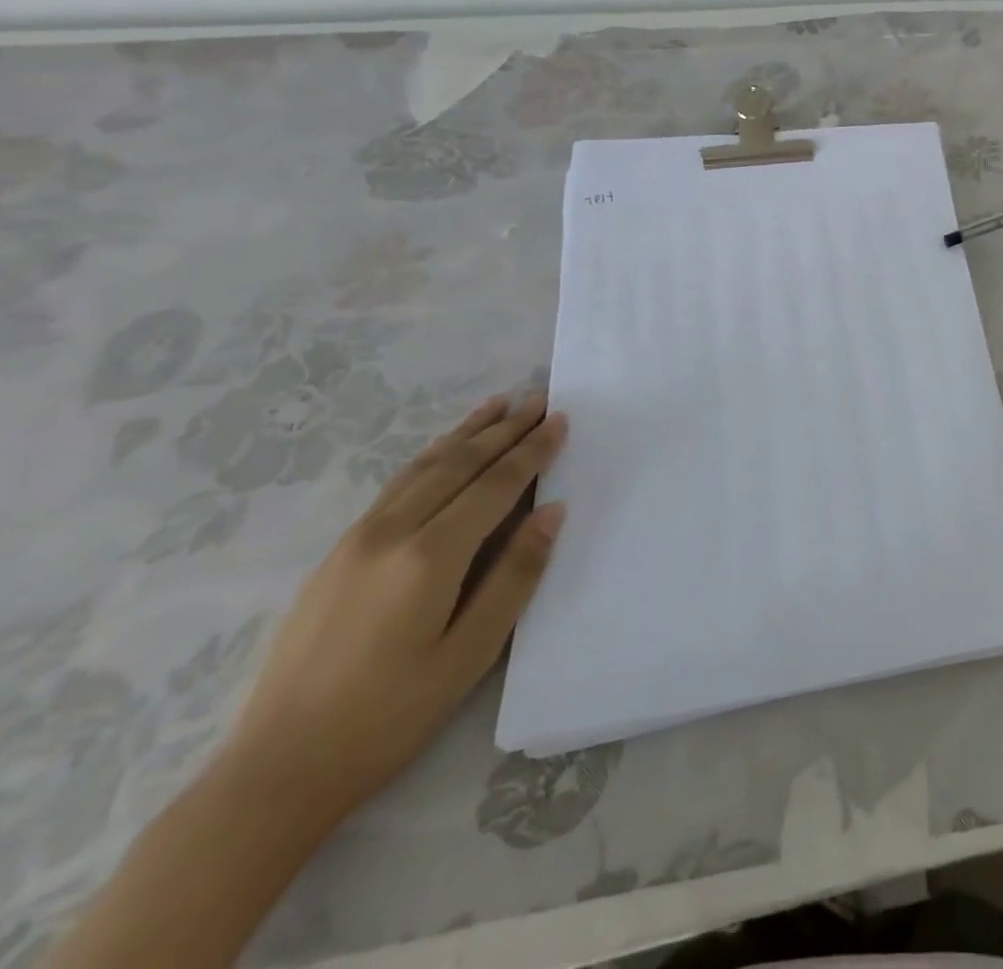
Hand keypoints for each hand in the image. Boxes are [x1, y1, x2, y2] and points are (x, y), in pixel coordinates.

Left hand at [219, 394, 568, 830]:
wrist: (276, 770)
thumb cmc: (390, 714)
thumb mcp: (471, 652)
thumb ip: (515, 575)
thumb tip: (553, 511)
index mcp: (429, 557)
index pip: (495, 485)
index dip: (532, 450)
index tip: (561, 419)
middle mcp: (391, 533)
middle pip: (459, 465)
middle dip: (504, 429)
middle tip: (539, 398)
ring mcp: (356, 541)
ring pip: (422, 468)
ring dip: (465, 433)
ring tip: (498, 404)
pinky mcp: (336, 556)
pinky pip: (396, 486)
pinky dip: (430, 456)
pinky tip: (443, 451)